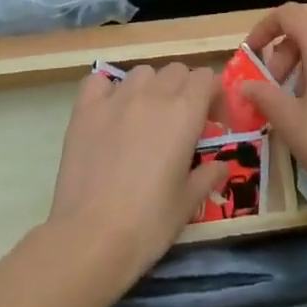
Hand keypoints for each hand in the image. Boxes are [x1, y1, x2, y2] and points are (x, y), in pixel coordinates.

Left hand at [47, 63, 227, 290]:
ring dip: (151, 87)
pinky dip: (108, 89)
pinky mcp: (84, 110)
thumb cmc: (149, 222)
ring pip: (141, 73)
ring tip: (146, 117)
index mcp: (184, 113)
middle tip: (182, 122)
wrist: (92, 236)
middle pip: (176, 71)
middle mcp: (152, 95)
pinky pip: (99, 81)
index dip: (213, 95)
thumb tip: (221, 165)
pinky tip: (110, 111)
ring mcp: (115, 99)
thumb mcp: (189, 202)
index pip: (206, 78)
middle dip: (185, 89)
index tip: (212, 122)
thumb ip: (208, 175)